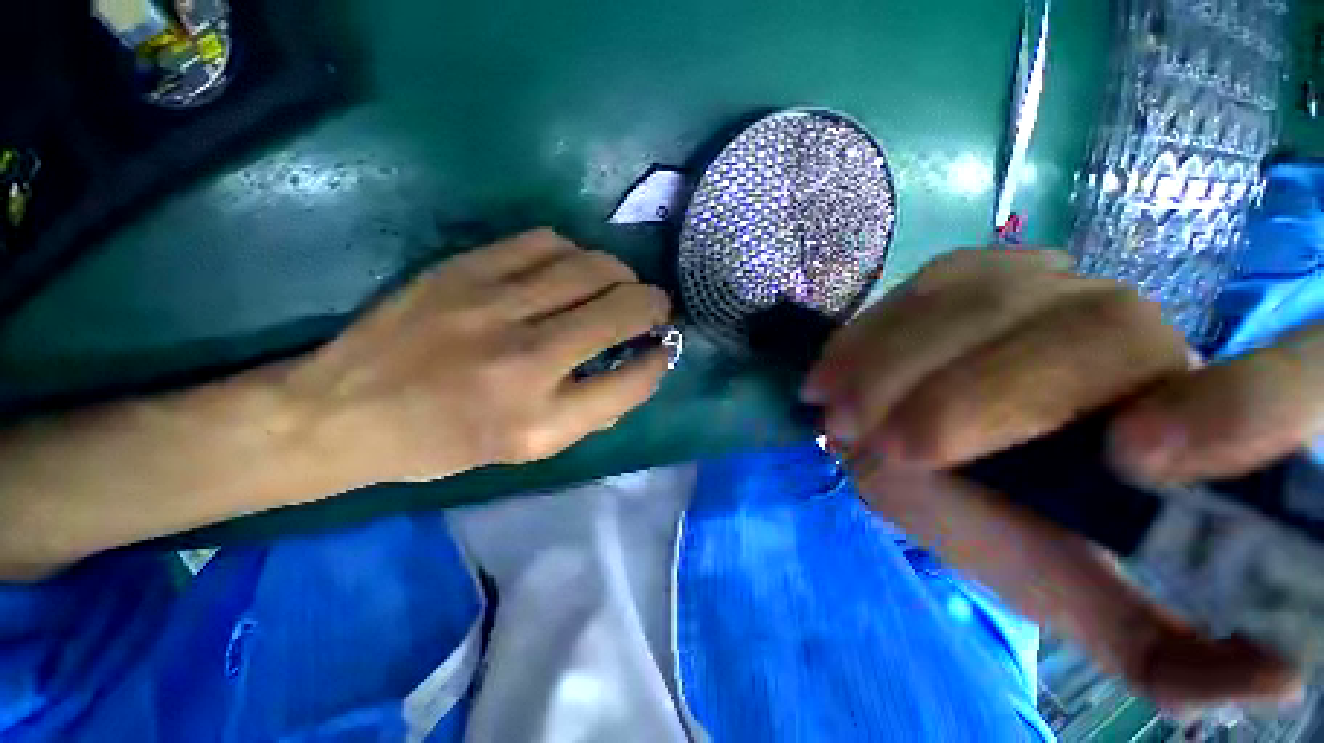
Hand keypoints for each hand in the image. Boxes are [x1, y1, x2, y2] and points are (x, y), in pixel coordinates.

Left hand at [283, 229, 670, 485]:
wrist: (346, 410)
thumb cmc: (446, 442)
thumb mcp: (527, 450)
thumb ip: (593, 411)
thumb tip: (639, 367)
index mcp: (539, 422)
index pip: (631, 382)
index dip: (658, 361)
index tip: (663, 349)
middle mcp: (525, 361)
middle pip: (621, 311)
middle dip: (655, 305)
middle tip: (656, 308)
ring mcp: (492, 306)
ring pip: (591, 267)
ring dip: (621, 275)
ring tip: (620, 286)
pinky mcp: (464, 270)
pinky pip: (546, 242)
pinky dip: (575, 253)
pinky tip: (571, 269)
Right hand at [804, 248, 1320, 710]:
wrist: (930, 440)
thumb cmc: (1014, 522)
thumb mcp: (1080, 598)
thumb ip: (1163, 652)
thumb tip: (1279, 682)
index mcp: (1198, 423)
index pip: (1293, 383)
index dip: (1245, 411)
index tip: (1140, 461)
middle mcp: (1141, 331)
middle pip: (1090, 334)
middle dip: (972, 399)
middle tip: (878, 446)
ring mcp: (1048, 282)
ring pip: (983, 301)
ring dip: (893, 365)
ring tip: (837, 417)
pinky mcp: (971, 270)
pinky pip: (922, 289)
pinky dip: (867, 336)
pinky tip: (831, 374)